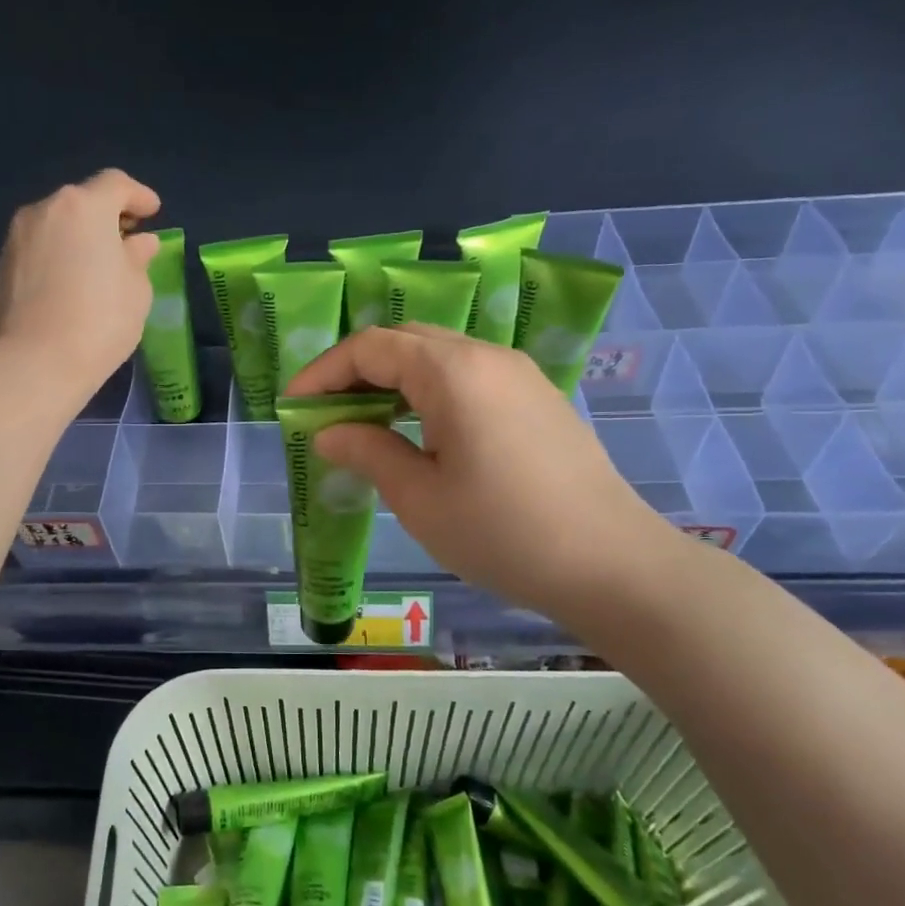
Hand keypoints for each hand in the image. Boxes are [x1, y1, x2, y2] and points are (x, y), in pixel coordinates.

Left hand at [0, 170, 160, 397]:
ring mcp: (16, 239)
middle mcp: (44, 211)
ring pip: (55, 227)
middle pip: (80, 203)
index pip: (115, 184)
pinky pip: (37, 252)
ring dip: (77, 238)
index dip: (138, 195)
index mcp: (83, 207)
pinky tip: (68, 287)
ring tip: (95, 267)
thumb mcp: (136, 290)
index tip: (153, 212)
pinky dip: (56, 258)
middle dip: (106, 217)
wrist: (34, 363)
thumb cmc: (99, 321)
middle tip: (126, 241)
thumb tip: (139, 243)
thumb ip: (138, 258)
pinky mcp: (0, 268)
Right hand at [286, 324, 683, 619]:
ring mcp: (518, 375)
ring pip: (438, 356)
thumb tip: (328, 433)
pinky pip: (468, 376)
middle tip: (324, 414)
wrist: (612, 564)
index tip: (292, 407)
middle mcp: (486, 356)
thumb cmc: (502, 533)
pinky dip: (428, 392)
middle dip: (355, 371)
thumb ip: (367, 452)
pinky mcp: (536, 399)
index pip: (371, 347)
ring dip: (392, 381)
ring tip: (363, 424)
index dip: (323, 372)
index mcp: (453, 372)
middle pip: (404, 341)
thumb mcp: (419, 498)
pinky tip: (418, 433)